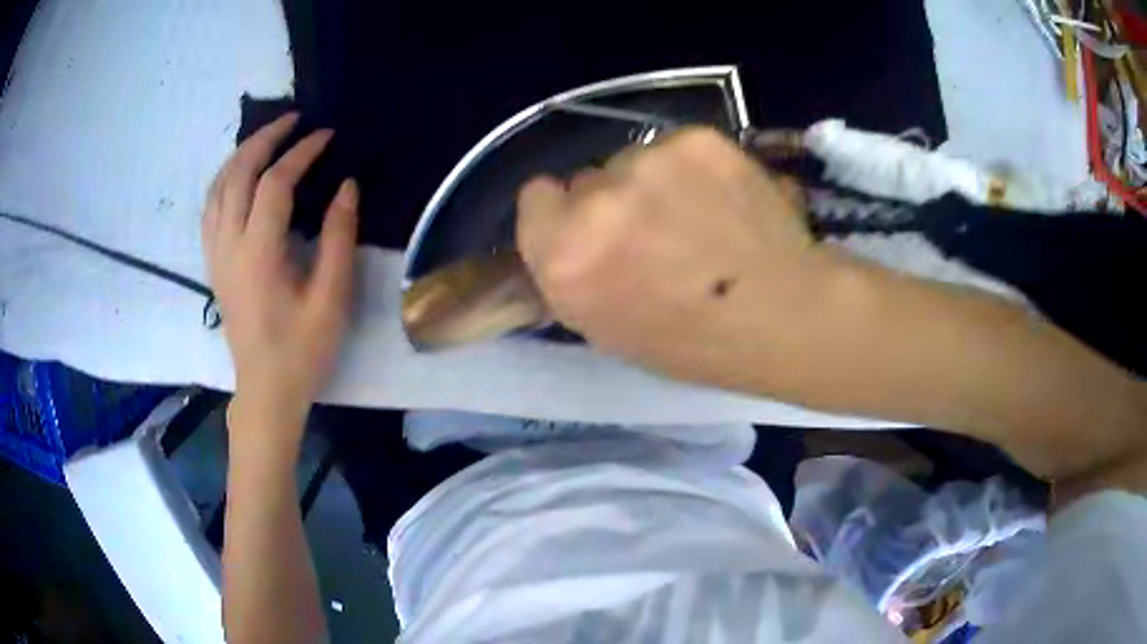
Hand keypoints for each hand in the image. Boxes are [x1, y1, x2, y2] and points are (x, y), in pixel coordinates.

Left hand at [203, 113, 357, 440]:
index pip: (275, 183)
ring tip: (268, 138)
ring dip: (241, 154)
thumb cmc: (302, 350)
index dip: (302, 152)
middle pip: (238, 173)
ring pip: (218, 186)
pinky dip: (225, 179)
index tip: (328, 136)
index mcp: (258, 252)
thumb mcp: (331, 298)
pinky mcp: (212, 263)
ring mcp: (215, 253)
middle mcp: (228, 245)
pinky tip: (240, 175)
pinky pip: (210, 207)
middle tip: (294, 120)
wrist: (265, 390)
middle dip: (265, 138)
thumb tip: (346, 186)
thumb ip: (339, 237)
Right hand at [516, 127, 840, 389]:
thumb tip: (571, 239)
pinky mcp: (696, 140)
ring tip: (703, 219)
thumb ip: (574, 274)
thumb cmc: (697, 344)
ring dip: (657, 182)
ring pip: (635, 159)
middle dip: (613, 201)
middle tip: (658, 233)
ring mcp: (648, 162)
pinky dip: (697, 168)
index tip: (595, 232)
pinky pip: (678, 146)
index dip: (565, 214)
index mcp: (564, 259)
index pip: (535, 197)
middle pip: (587, 178)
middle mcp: (596, 202)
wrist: (786, 316)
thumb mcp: (609, 330)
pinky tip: (728, 200)